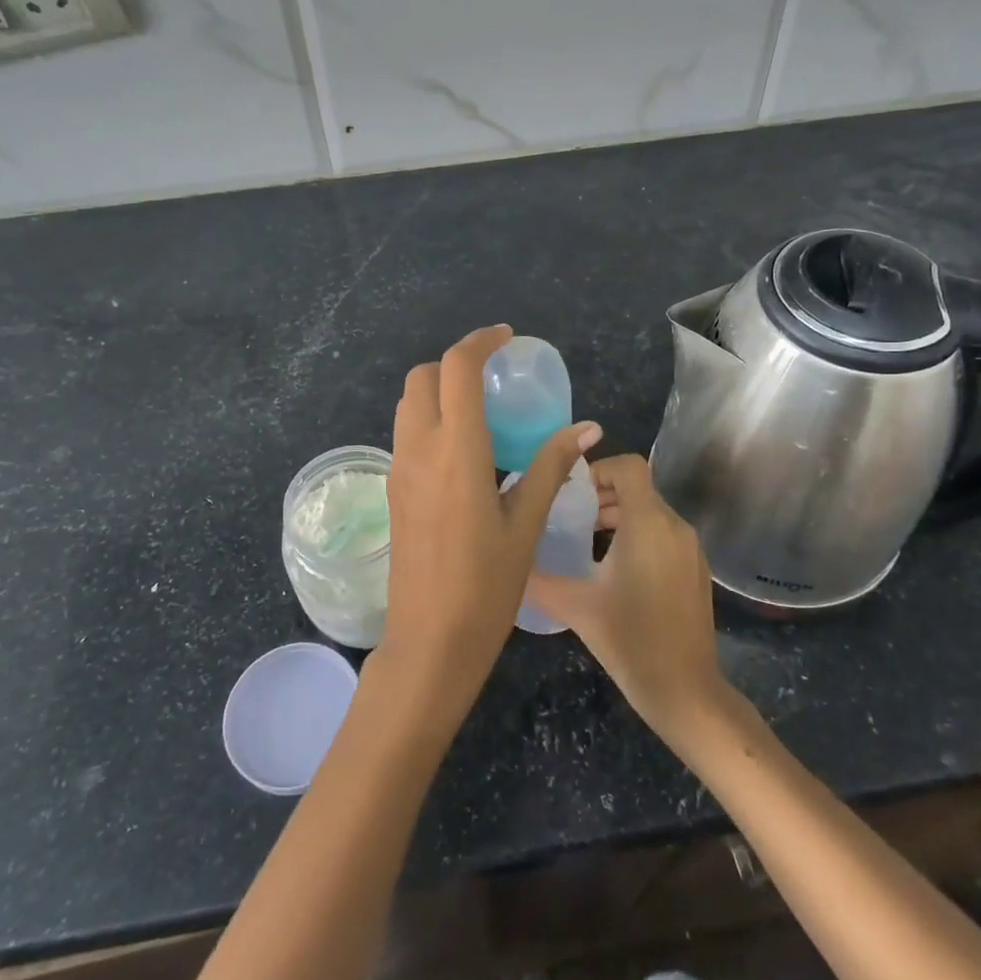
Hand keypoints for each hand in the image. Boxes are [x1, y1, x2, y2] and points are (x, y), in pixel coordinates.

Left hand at [380, 325, 601, 716]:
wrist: (430, 641)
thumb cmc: (487, 585)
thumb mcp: (525, 523)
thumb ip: (551, 466)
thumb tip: (587, 429)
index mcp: (456, 450)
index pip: (457, 369)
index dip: (480, 342)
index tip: (506, 338)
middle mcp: (419, 449)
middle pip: (423, 377)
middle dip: (455, 363)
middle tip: (493, 377)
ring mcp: (399, 469)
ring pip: (409, 404)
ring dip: (439, 390)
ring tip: (480, 410)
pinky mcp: (393, 489)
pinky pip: (406, 433)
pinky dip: (430, 419)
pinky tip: (463, 450)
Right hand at [525, 454, 727, 738]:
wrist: (686, 691)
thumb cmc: (631, 641)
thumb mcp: (576, 606)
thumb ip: (537, 578)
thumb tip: (507, 561)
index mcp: (648, 523)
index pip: (628, 466)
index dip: (598, 468)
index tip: (570, 491)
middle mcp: (674, 526)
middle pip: (638, 488)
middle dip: (602, 495)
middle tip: (568, 517)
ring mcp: (690, 549)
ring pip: (651, 511)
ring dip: (618, 516)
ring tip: (585, 541)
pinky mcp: (696, 569)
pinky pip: (664, 534)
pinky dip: (638, 535)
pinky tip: (613, 569)